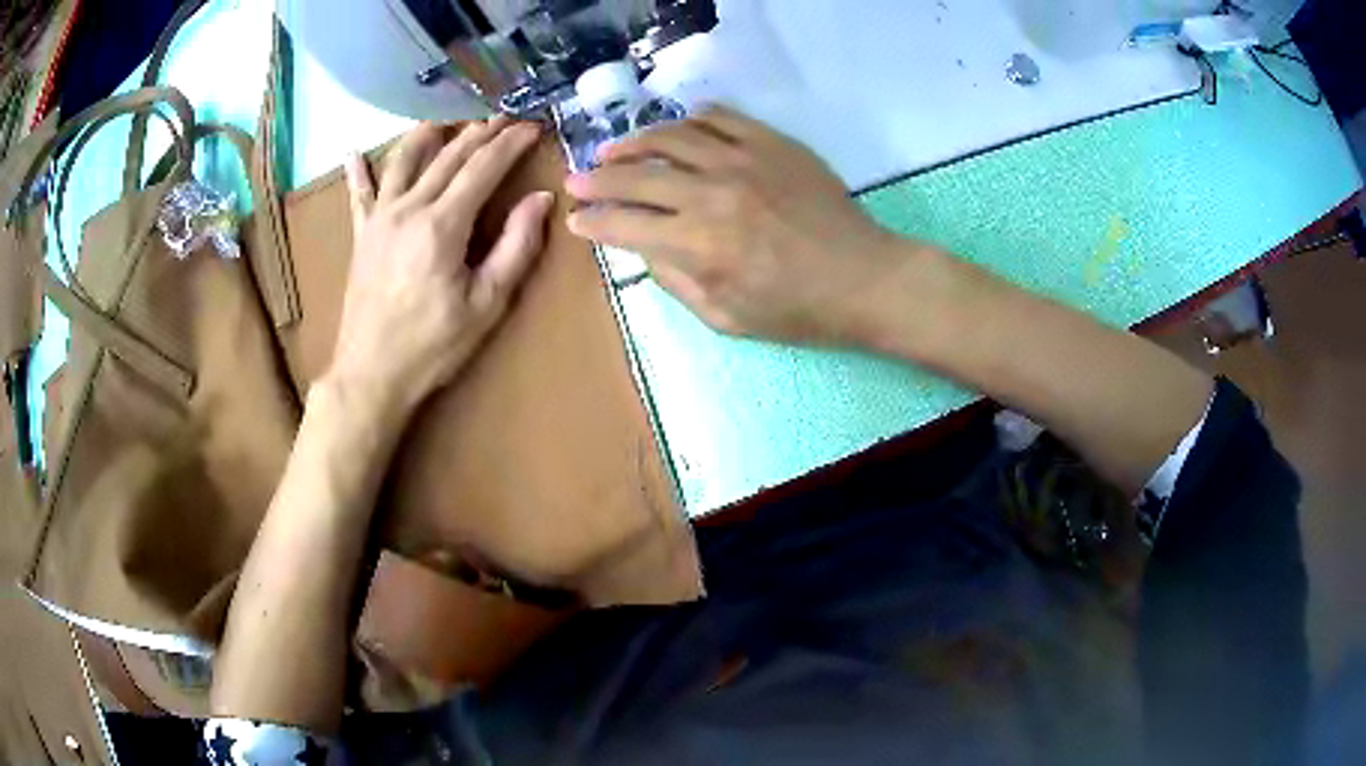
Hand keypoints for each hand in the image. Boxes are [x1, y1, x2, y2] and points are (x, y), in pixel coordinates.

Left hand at [326, 119, 553, 416]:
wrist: (370, 374)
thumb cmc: (432, 345)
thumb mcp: (487, 303)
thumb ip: (516, 246)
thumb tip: (541, 198)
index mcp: (443, 224)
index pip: (483, 166)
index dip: (511, 143)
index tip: (533, 127)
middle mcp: (409, 208)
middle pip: (448, 156)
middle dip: (480, 132)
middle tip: (504, 118)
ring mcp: (380, 219)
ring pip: (403, 161)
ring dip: (427, 135)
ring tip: (445, 119)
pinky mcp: (361, 236)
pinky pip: (358, 194)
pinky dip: (357, 171)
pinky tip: (353, 152)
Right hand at [563, 106, 932, 346]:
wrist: (864, 278)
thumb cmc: (797, 310)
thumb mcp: (726, 317)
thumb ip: (675, 279)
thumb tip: (643, 245)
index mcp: (699, 244)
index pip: (623, 225)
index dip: (592, 222)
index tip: (576, 220)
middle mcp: (712, 194)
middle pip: (636, 175)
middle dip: (596, 179)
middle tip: (576, 179)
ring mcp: (743, 160)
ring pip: (671, 136)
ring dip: (633, 142)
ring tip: (615, 150)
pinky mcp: (771, 143)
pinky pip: (720, 117)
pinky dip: (690, 120)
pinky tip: (678, 129)